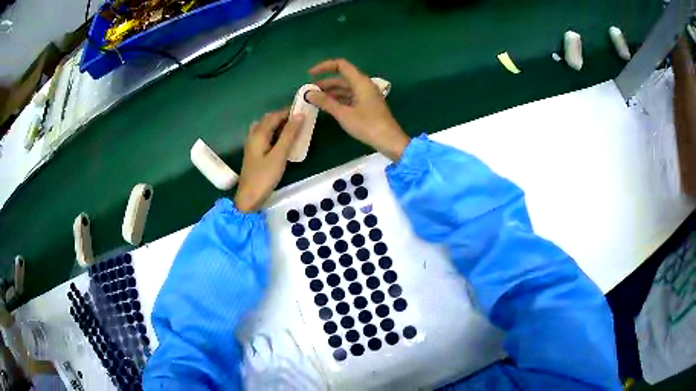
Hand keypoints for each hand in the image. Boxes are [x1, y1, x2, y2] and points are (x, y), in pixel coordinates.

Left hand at [235, 110, 303, 211]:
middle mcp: (254, 135)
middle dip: (284, 117)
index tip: (304, 111)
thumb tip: (299, 115)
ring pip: (265, 128)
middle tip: (300, 121)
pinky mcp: (254, 153)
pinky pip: (265, 136)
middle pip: (268, 119)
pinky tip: (283, 141)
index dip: (288, 111)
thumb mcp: (279, 155)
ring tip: (293, 130)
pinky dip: (275, 134)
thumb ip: (289, 134)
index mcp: (259, 134)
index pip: (274, 115)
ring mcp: (252, 144)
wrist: (249, 197)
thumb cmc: (264, 176)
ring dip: (279, 125)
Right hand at [305, 59, 409, 160]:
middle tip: (309, 92)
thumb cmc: (367, 125)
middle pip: (341, 78)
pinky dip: (338, 100)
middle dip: (324, 83)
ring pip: (345, 88)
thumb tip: (309, 93)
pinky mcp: (366, 105)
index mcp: (360, 82)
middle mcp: (363, 85)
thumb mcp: (343, 114)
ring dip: (330, 92)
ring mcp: (366, 95)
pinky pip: (349, 97)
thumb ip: (325, 102)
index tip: (310, 75)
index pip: (341, 65)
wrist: (389, 141)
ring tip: (314, 100)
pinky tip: (327, 107)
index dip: (324, 67)